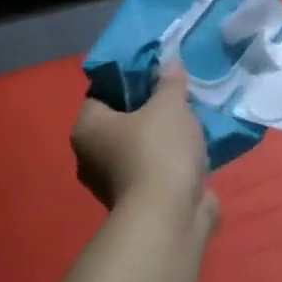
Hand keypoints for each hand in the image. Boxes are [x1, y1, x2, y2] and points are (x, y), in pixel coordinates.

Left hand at [72, 59, 217, 231]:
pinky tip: (194, 151)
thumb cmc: (159, 151)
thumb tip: (169, 65)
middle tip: (176, 96)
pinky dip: (171, 162)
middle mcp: (91, 156)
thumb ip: (169, 83)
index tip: (155, 74)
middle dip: (148, 110)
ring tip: (191, 121)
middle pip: (121, 121)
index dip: (128, 80)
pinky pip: (154, 170)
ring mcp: (113, 183)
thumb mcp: (169, 106)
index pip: (101, 93)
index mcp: (87, 128)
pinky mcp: (138, 201)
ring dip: (162, 138)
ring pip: (139, 147)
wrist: (169, 216)